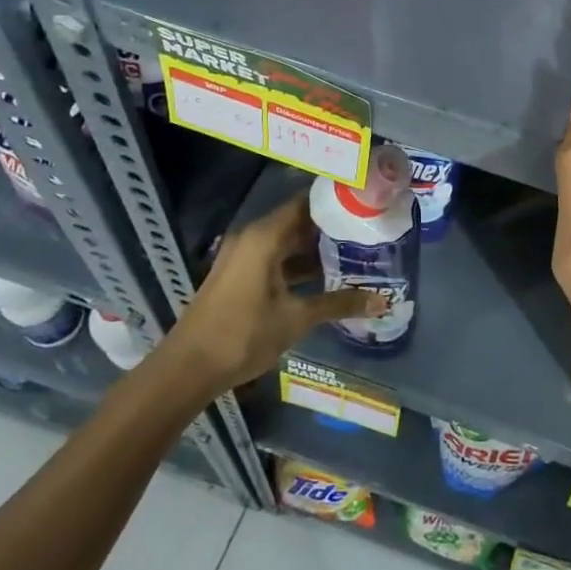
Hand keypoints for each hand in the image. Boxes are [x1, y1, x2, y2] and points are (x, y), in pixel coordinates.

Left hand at [163, 193, 385, 392]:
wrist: (187, 369)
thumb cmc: (243, 334)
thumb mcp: (297, 318)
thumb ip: (340, 304)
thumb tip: (383, 302)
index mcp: (264, 236)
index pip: (306, 202)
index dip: (335, 201)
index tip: (366, 202)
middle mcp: (253, 238)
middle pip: (298, 222)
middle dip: (331, 227)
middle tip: (369, 229)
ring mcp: (244, 258)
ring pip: (287, 243)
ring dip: (316, 249)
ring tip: (355, 252)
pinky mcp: (240, 277)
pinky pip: (276, 259)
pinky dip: (299, 265)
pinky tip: (327, 278)